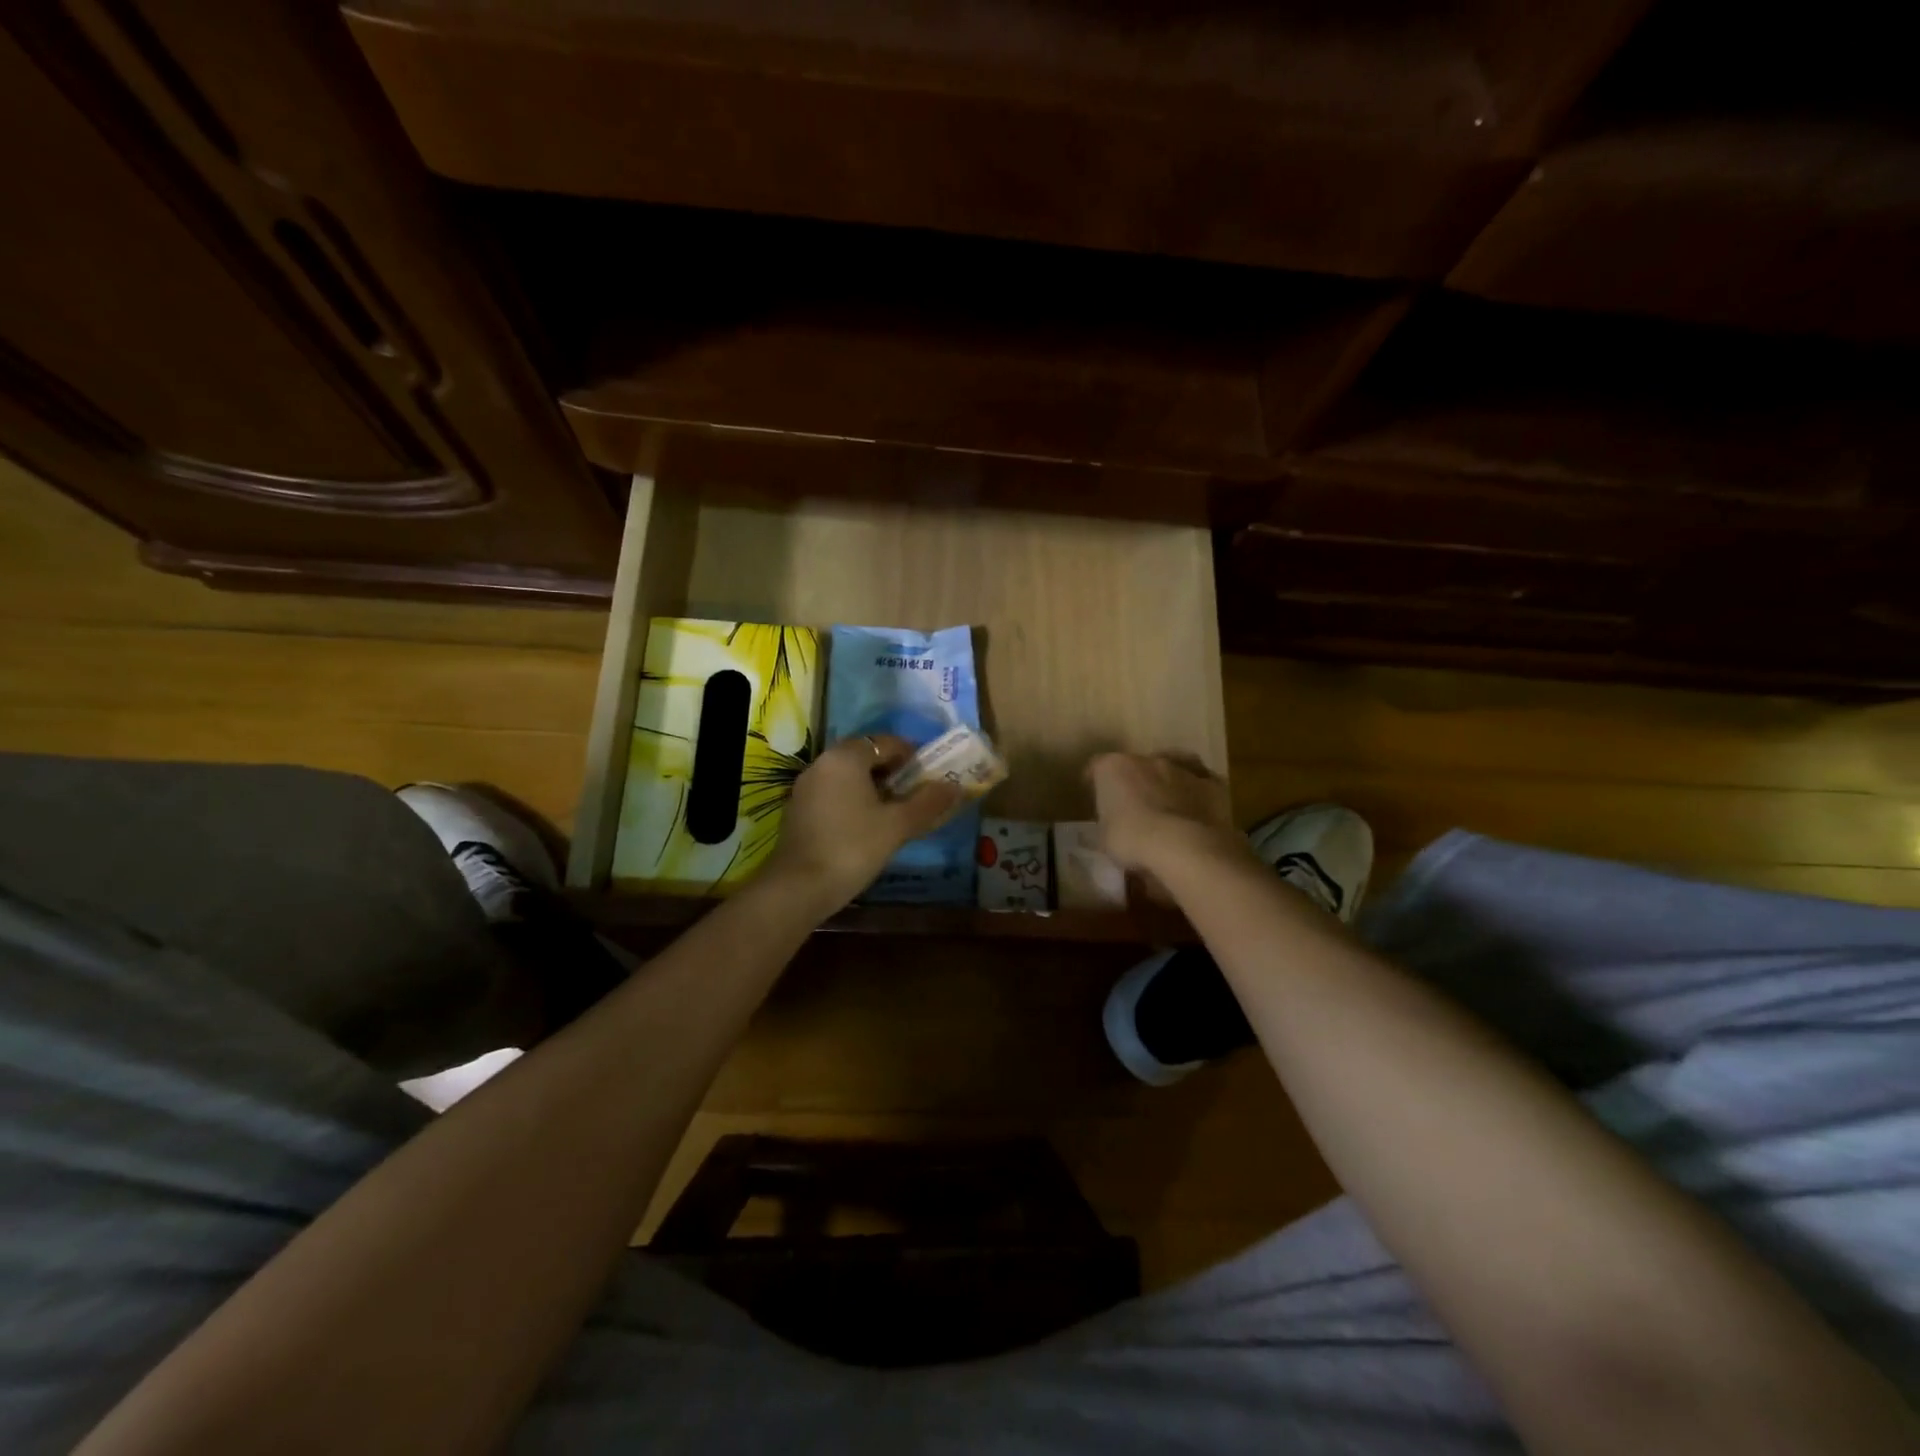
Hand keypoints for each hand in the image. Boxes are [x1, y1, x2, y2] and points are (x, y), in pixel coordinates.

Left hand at [762, 734, 964, 911]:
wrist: (799, 887)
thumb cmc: (853, 847)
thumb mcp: (897, 825)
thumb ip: (928, 802)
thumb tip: (955, 786)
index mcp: (846, 757)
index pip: (887, 742)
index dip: (913, 757)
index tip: (930, 777)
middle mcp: (823, 763)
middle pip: (866, 756)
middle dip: (893, 772)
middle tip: (915, 795)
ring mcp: (806, 786)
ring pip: (848, 776)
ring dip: (873, 788)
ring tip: (895, 813)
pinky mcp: (798, 809)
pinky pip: (834, 793)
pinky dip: (853, 801)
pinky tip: (866, 827)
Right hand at [1087, 752, 1242, 882]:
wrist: (1183, 847)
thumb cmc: (1131, 841)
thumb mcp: (1104, 837)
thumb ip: (1109, 823)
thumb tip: (1117, 827)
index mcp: (1113, 768)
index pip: (1096, 767)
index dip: (1094, 782)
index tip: (1095, 797)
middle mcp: (1147, 760)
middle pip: (1135, 766)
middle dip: (1133, 783)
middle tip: (1132, 807)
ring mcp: (1181, 769)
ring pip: (1170, 770)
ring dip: (1165, 785)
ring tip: (1165, 807)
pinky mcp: (1212, 785)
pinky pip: (1202, 783)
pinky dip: (1197, 793)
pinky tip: (1195, 809)